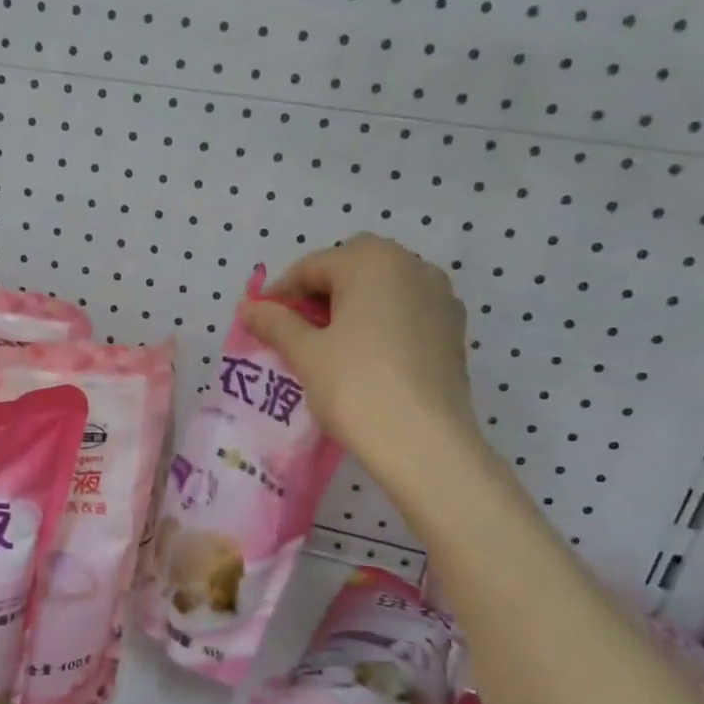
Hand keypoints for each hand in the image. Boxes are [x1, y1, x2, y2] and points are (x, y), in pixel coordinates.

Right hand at [243, 234, 481, 475]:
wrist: (424, 443)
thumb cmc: (356, 387)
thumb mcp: (305, 353)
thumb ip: (275, 323)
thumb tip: (250, 308)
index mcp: (372, 261)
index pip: (312, 266)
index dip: (281, 293)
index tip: (261, 322)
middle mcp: (412, 266)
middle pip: (352, 268)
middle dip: (319, 294)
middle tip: (296, 331)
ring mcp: (440, 297)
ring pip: (382, 290)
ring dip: (352, 307)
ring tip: (329, 346)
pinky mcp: (453, 330)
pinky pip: (406, 312)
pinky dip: (381, 323)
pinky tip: (366, 358)